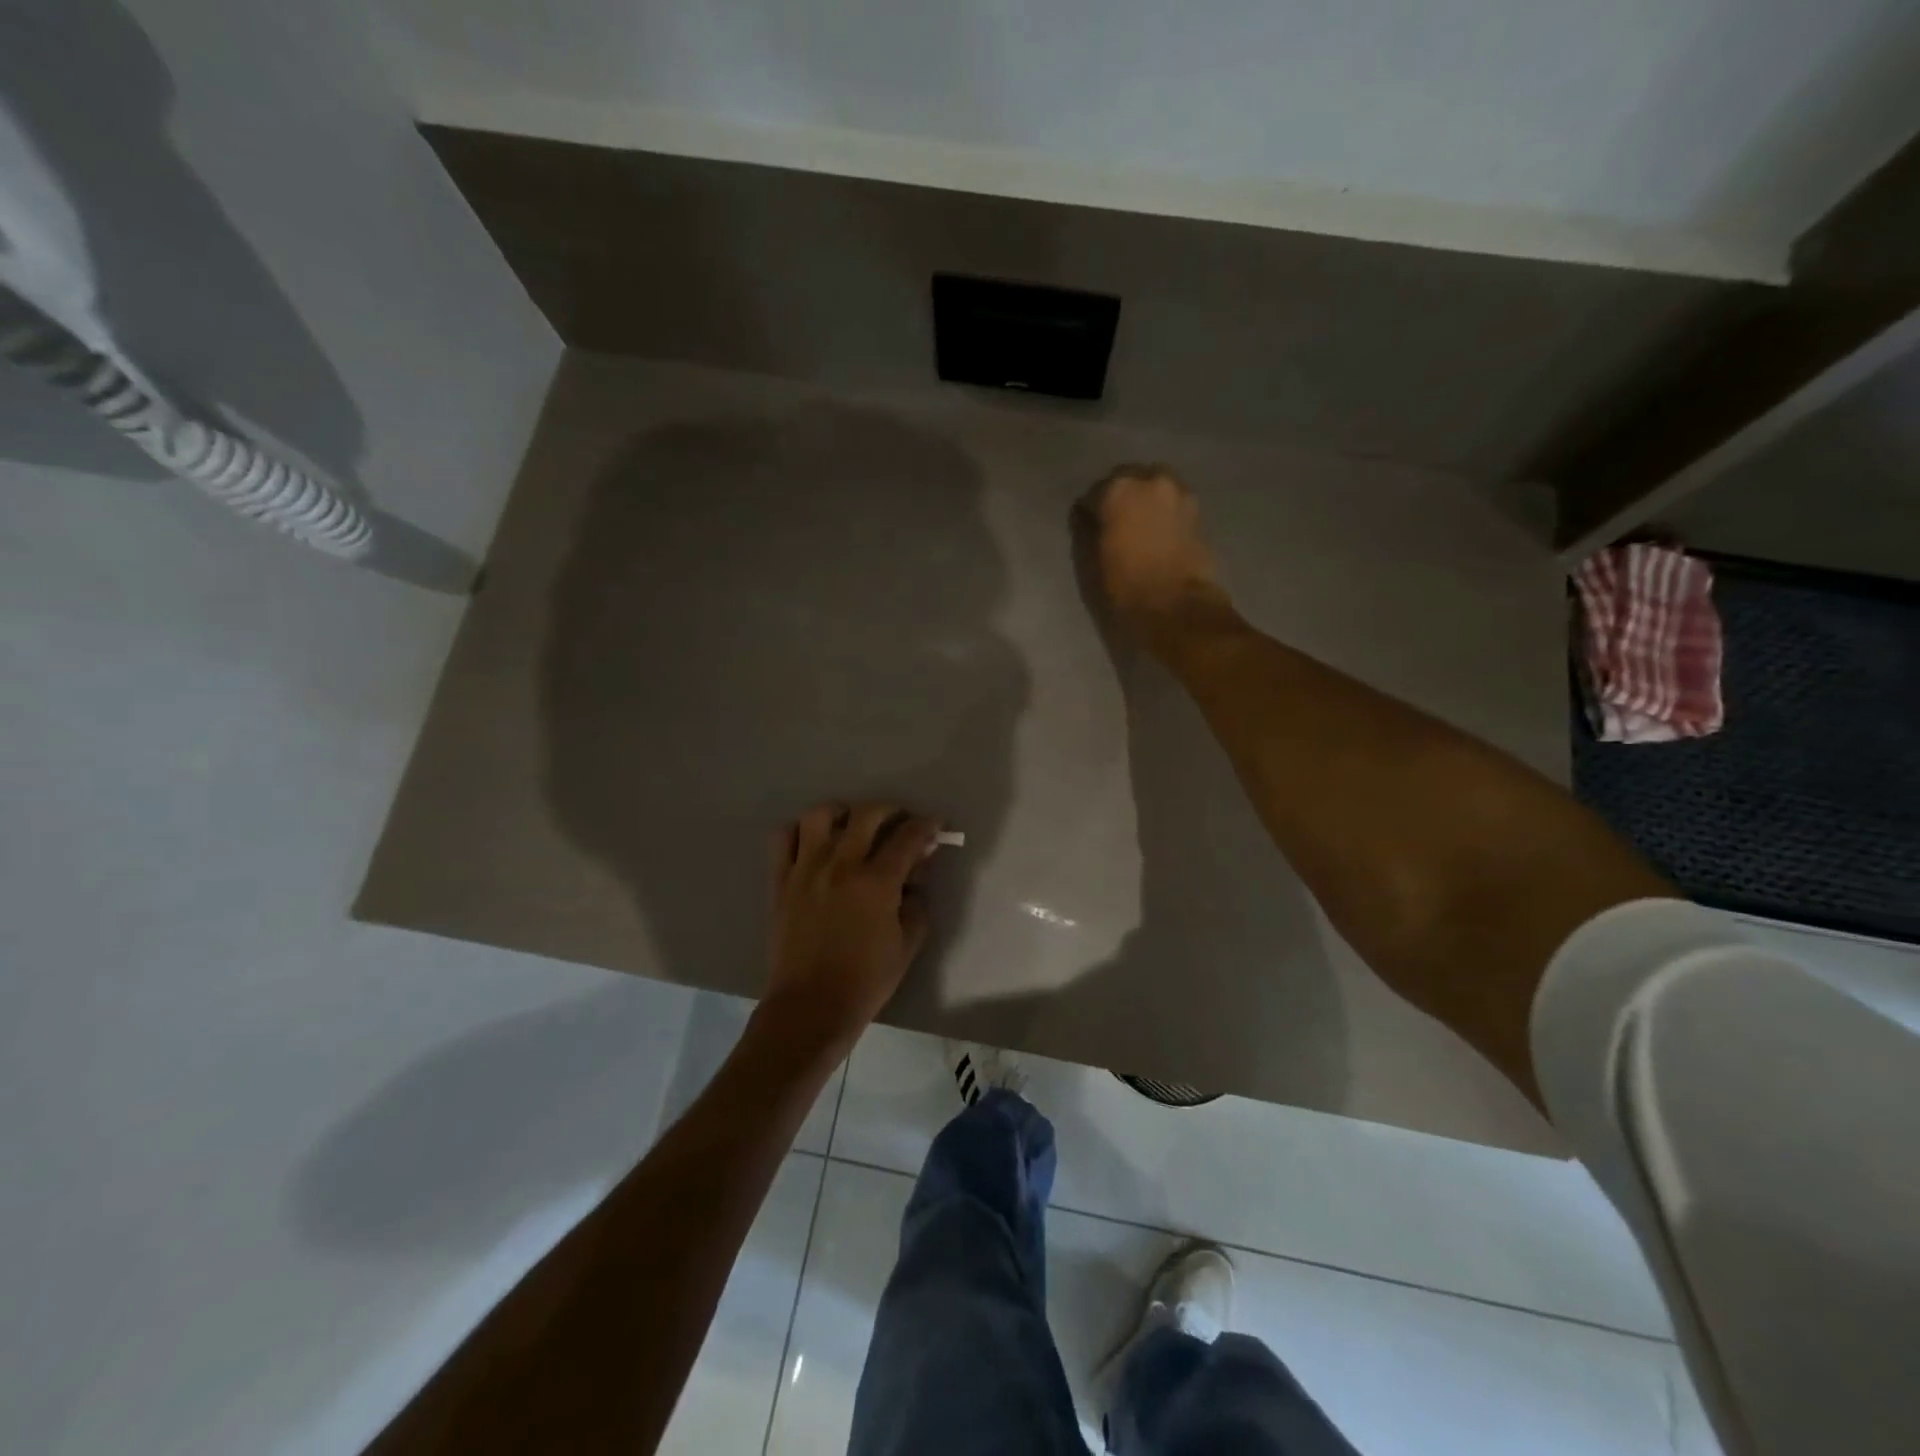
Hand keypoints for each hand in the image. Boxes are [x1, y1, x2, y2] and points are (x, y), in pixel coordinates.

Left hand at [764, 802, 940, 1050]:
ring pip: (821, 814)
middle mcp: (841, 864)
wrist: (811, 1006)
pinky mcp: (781, 879)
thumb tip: (917, 872)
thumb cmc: (866, 980)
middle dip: (892, 810)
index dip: (928, 826)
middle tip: (901, 821)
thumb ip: (917, 901)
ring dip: (844, 812)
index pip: (909, 836)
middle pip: (868, 813)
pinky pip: (783, 837)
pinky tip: (815, 841)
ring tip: (853, 824)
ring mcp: (806, 868)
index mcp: (877, 882)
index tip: (936, 825)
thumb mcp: (908, 943)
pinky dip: (800, 830)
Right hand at [1086, 464, 1234, 654]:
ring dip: (1146, 499)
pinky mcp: (1198, 511)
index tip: (1088, 524)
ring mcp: (1179, 493)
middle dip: (1122, 495)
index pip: (1095, 492)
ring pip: (1156, 486)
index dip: (1090, 509)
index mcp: (1118, 489)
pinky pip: (1173, 502)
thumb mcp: (1093, 559)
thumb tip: (1087, 516)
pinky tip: (1158, 531)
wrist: (1175, 605)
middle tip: (1115, 520)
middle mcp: (1151, 480)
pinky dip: (1164, 511)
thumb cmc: (1125, 585)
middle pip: (1130, 478)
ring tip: (1139, 524)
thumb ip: (1088, 529)